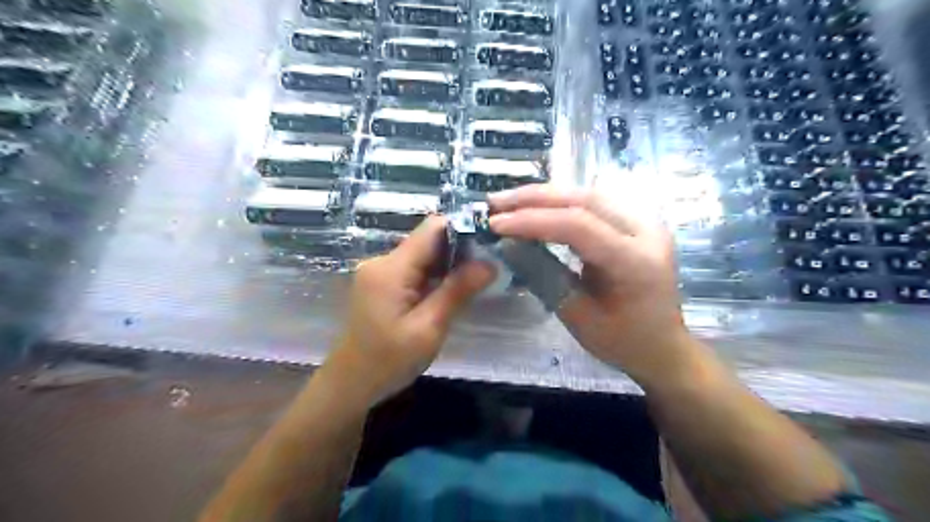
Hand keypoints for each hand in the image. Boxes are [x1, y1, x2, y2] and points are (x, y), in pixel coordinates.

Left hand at [329, 214, 496, 402]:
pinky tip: (448, 291)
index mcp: (392, 268)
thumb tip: (490, 264)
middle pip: (428, 240)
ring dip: (447, 265)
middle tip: (486, 269)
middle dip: (459, 250)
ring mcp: (379, 271)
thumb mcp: (429, 328)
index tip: (489, 245)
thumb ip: (457, 291)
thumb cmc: (389, 361)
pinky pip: (413, 268)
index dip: (463, 230)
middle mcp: (383, 261)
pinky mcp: (381, 282)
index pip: (432, 229)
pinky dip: (433, 275)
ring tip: (473, 281)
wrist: (351, 383)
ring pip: (422, 254)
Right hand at [488, 185, 693, 384]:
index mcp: (636, 262)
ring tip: (509, 202)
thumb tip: (509, 244)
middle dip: (535, 198)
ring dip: (546, 195)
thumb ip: (545, 276)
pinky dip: (561, 202)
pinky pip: (595, 204)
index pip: (579, 226)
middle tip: (495, 203)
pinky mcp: (636, 223)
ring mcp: (645, 223)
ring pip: (589, 195)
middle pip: (585, 200)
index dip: (533, 220)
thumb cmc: (623, 342)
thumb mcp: (579, 318)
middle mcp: (647, 232)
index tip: (496, 223)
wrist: (663, 347)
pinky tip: (537, 206)